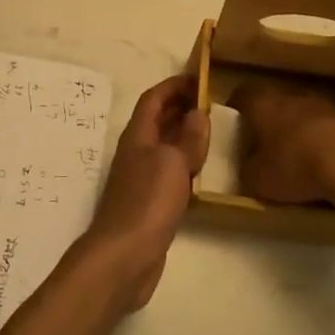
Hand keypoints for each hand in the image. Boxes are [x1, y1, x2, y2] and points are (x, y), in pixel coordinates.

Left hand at [84, 75, 208, 310]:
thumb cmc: (147, 200)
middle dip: (179, 107)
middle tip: (209, 102)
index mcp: (138, 136)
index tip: (197, 78)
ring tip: (209, 133)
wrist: (124, 256)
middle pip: (157, 121)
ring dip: (183, 136)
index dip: (173, 86)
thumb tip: (197, 112)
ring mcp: (141, 179)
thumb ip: (188, 138)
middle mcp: (137, 152)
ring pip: (163, 147)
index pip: (153, 99)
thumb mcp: (173, 162)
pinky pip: (168, 173)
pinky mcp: (149, 204)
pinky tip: (200, 174)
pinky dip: (184, 165)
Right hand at [229, 79, 334, 206]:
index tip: (234, 127)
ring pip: (300, 113)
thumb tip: (247, 167)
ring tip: (294, 156)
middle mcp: (289, 95)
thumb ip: (247, 170)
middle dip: (267, 121)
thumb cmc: (294, 165)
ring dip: (296, 130)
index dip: (236, 110)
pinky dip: (320, 141)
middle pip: (272, 102)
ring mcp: (321, 104)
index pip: (241, 95)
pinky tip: (322, 163)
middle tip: (262, 144)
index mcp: (261, 102)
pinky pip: (324, 128)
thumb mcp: (258, 179)